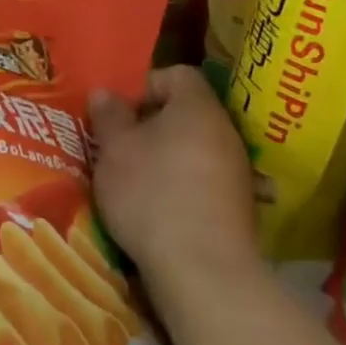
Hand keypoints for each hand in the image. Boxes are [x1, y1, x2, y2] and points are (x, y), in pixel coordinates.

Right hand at [89, 66, 263, 300]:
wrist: (203, 270)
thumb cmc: (151, 193)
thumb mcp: (115, 150)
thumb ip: (109, 116)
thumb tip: (106, 92)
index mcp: (197, 107)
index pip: (177, 74)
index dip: (145, 86)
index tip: (120, 115)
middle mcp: (225, 132)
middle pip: (186, 113)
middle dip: (151, 126)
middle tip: (120, 148)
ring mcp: (237, 171)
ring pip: (194, 148)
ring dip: (165, 158)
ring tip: (135, 182)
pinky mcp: (239, 207)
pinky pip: (204, 180)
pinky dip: (182, 187)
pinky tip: (159, 210)